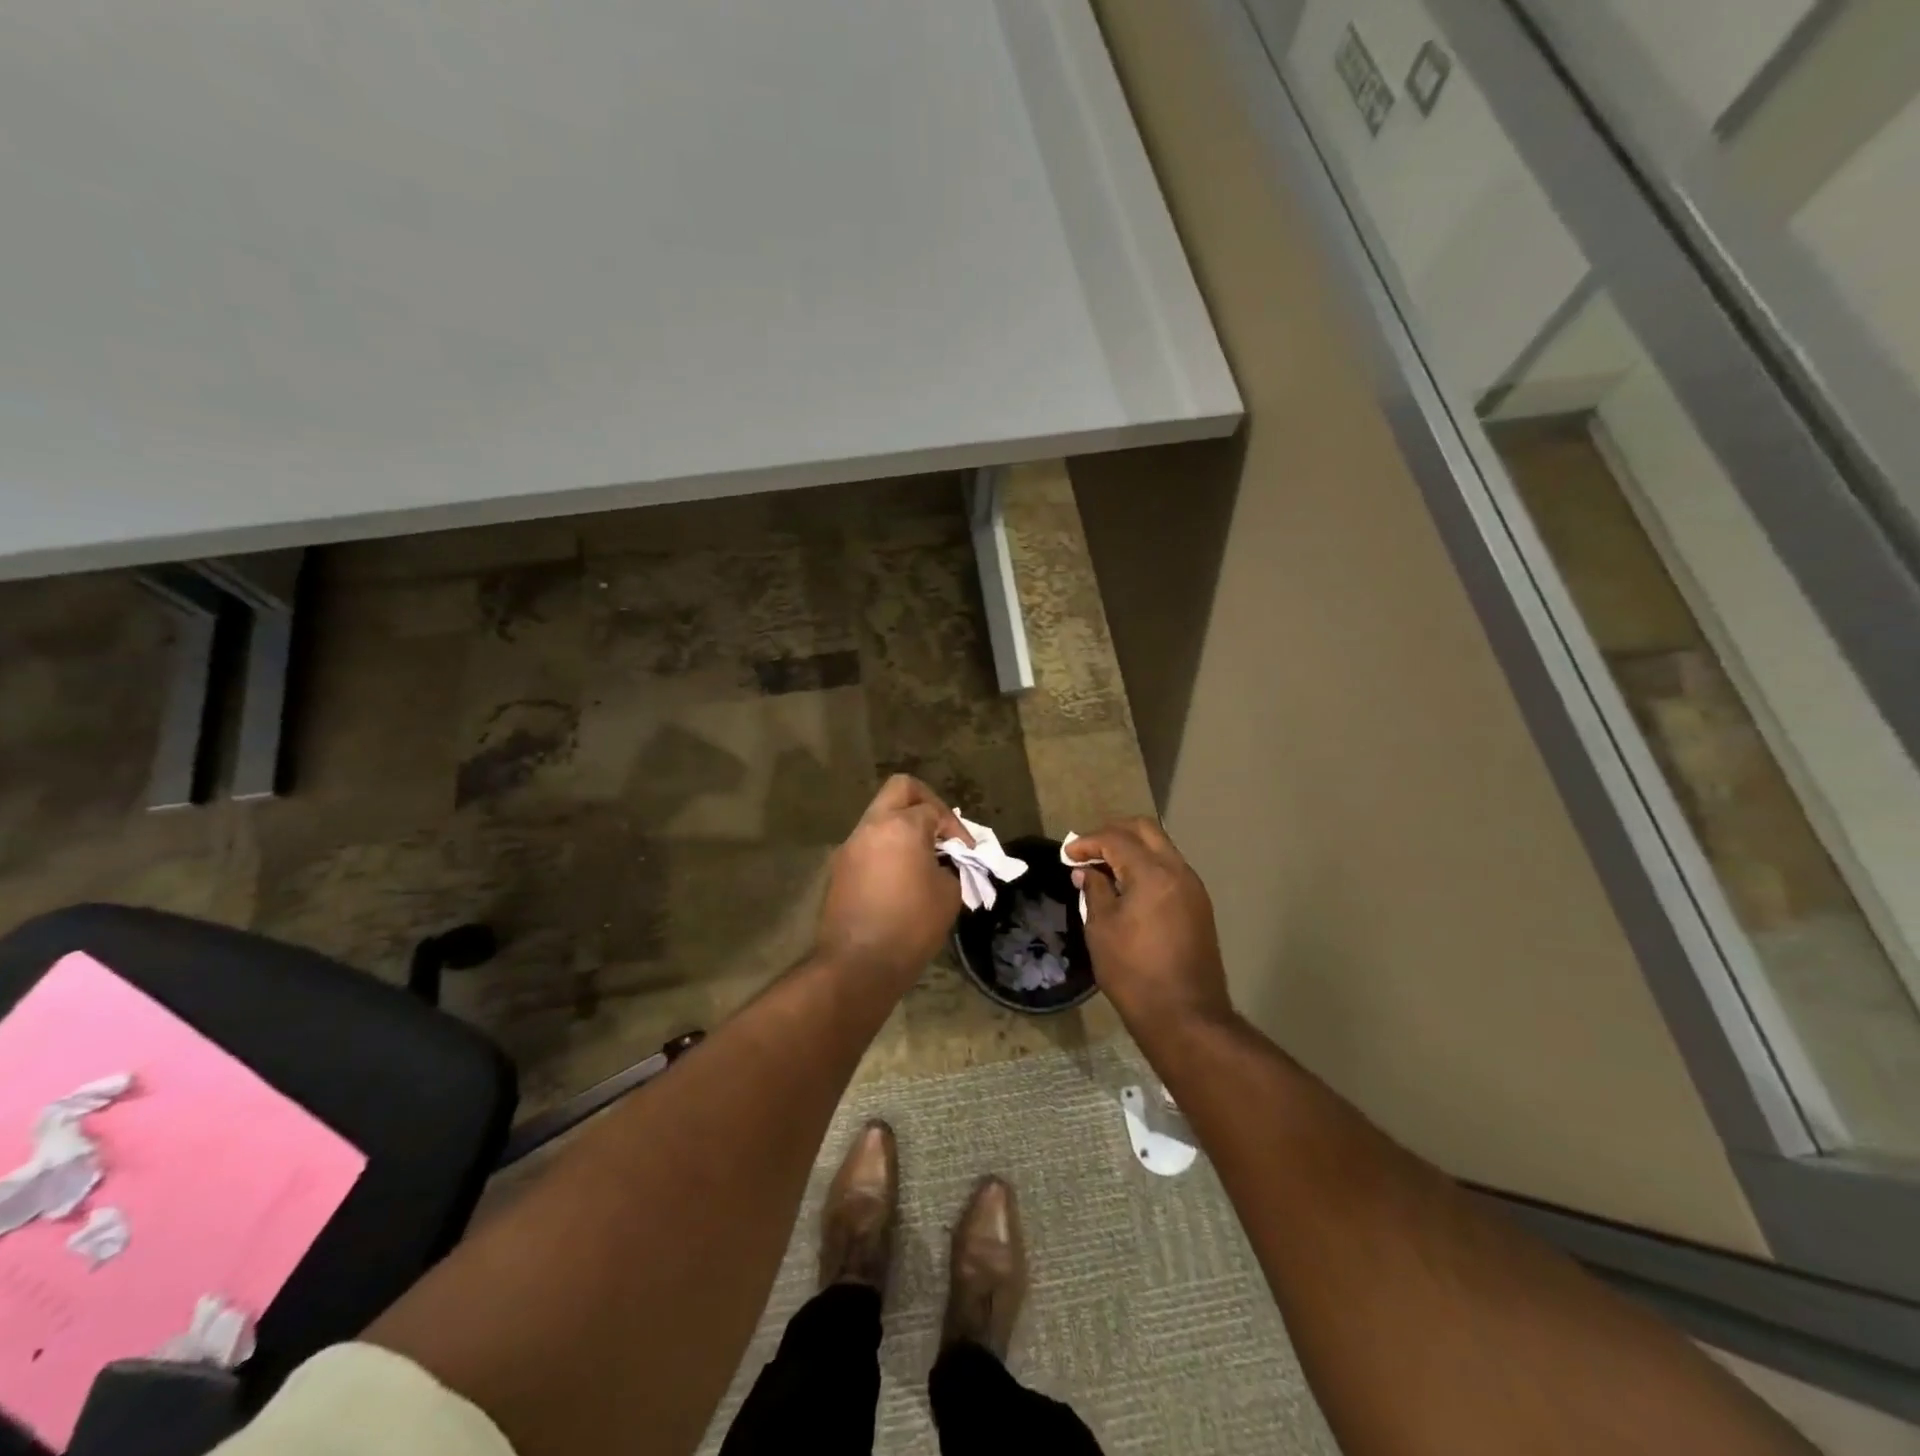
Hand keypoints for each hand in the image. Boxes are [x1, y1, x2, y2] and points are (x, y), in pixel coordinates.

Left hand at [814, 775, 968, 986]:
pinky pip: (869, 844)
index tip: (968, 853)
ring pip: (881, 816)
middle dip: (926, 804)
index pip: (934, 809)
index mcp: (901, 826)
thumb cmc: (910, 926)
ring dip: (904, 828)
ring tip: (924, 859)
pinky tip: (902, 878)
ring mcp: (851, 846)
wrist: (857, 965)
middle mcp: (871, 826)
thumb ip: (951, 867)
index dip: (956, 828)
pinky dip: (888, 849)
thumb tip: (943, 863)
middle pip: (900, 789)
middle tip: (941, 833)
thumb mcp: (948, 895)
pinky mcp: (840, 868)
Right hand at [1067, 819, 1233, 1032]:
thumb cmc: (1133, 972)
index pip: (1116, 839)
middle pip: (1145, 830)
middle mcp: (1178, 871)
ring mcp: (1193, 887)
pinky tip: (1128, 886)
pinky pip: (1170, 869)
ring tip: (1105, 868)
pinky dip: (1146, 866)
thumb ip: (1094, 891)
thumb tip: (1087, 872)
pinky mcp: (1198, 905)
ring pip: (1161, 848)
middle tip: (1088, 850)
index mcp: (1152, 873)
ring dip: (1132, 849)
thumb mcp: (1101, 929)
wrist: (1185, 1015)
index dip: (1088, 842)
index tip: (1067, 855)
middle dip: (1113, 833)